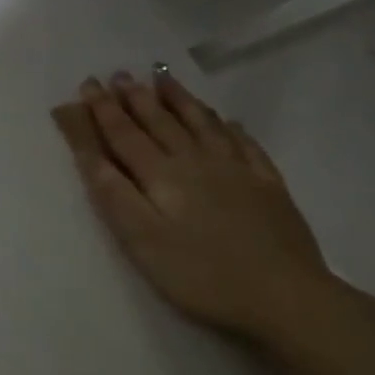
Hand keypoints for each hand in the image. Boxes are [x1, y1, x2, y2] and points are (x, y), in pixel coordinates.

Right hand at [54, 70, 343, 343]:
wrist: (287, 299)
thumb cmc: (200, 274)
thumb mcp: (141, 239)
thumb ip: (113, 192)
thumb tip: (89, 152)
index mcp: (161, 175)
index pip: (124, 134)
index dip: (102, 109)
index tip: (88, 84)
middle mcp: (197, 162)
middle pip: (161, 122)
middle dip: (135, 97)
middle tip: (119, 74)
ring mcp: (238, 171)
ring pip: (202, 124)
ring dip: (179, 100)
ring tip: (162, 78)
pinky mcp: (269, 187)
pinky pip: (246, 145)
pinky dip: (231, 128)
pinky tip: (228, 121)